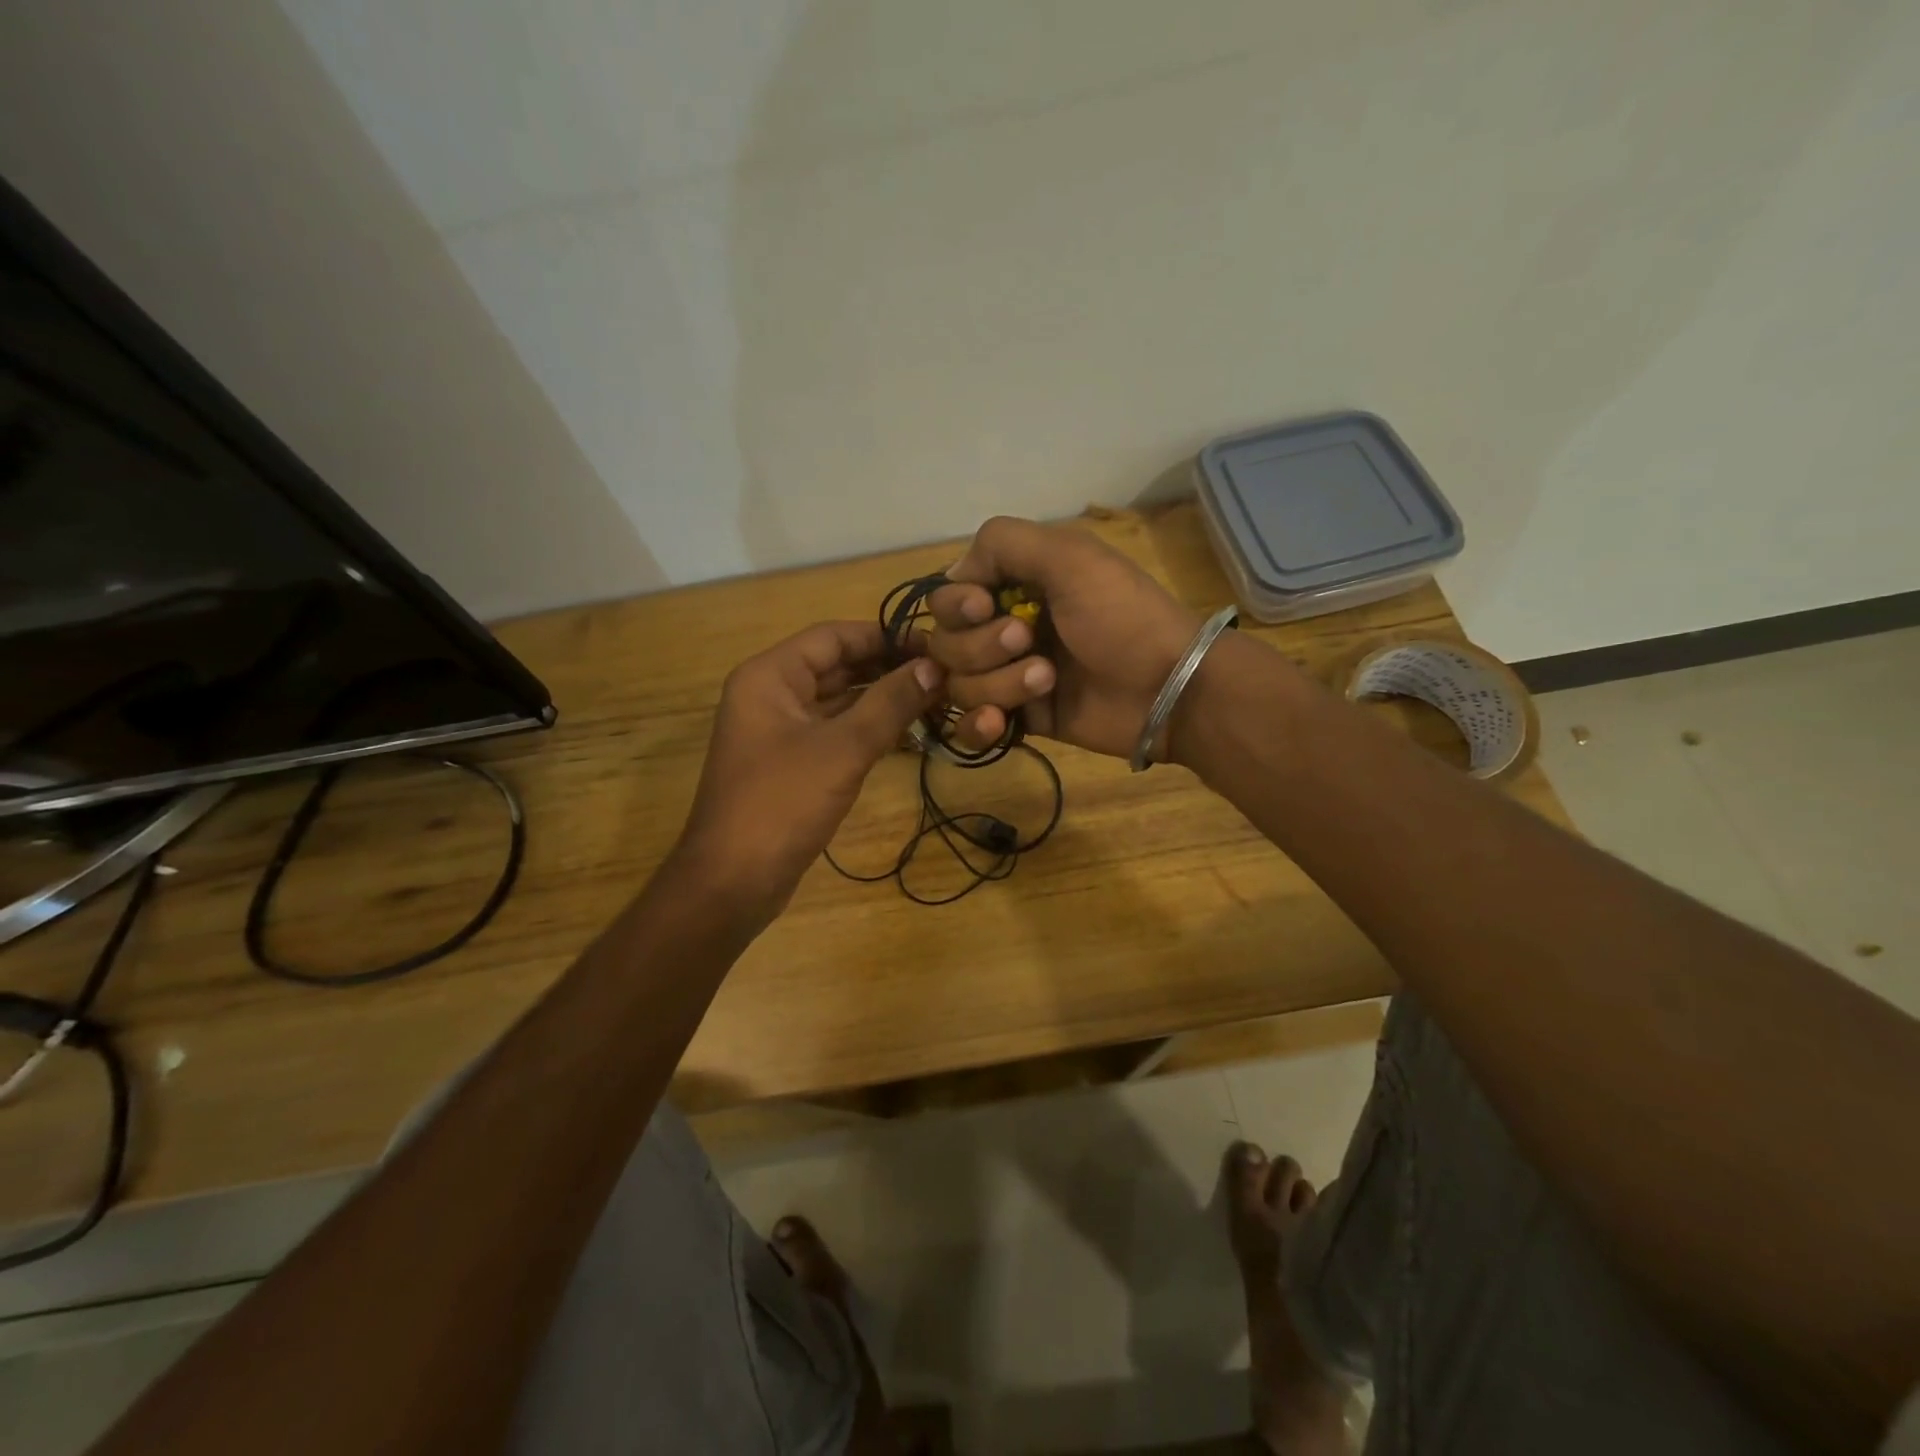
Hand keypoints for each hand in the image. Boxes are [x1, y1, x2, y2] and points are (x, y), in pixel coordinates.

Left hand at [677, 622, 942, 913]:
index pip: (833, 636)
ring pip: (839, 700)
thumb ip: (890, 703)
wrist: (733, 882)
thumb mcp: (842, 748)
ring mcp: (781, 731)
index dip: (884, 635)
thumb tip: (934, 666)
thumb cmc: (782, 803)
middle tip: (943, 672)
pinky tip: (909, 731)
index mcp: (770, 676)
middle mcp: (772, 695)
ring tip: (936, 696)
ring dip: (883, 698)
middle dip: (887, 667)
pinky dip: (869, 728)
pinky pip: (836, 731)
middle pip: (837, 666)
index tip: (933, 643)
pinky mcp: (793, 763)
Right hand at [926, 517, 1201, 759]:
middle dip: (981, 645)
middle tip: (1028, 640)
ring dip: (999, 682)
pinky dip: (980, 725)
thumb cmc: (1120, 615)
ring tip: (1047, 680)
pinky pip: (972, 726)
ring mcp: (1011, 676)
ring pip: (960, 685)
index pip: (948, 596)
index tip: (985, 606)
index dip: (957, 605)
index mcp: (1016, 584)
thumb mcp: (1069, 556)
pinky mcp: (1022, 718)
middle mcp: (1006, 627)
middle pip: (946, 642)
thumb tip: (953, 575)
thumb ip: (1002, 543)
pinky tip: (1002, 722)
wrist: (1167, 687)